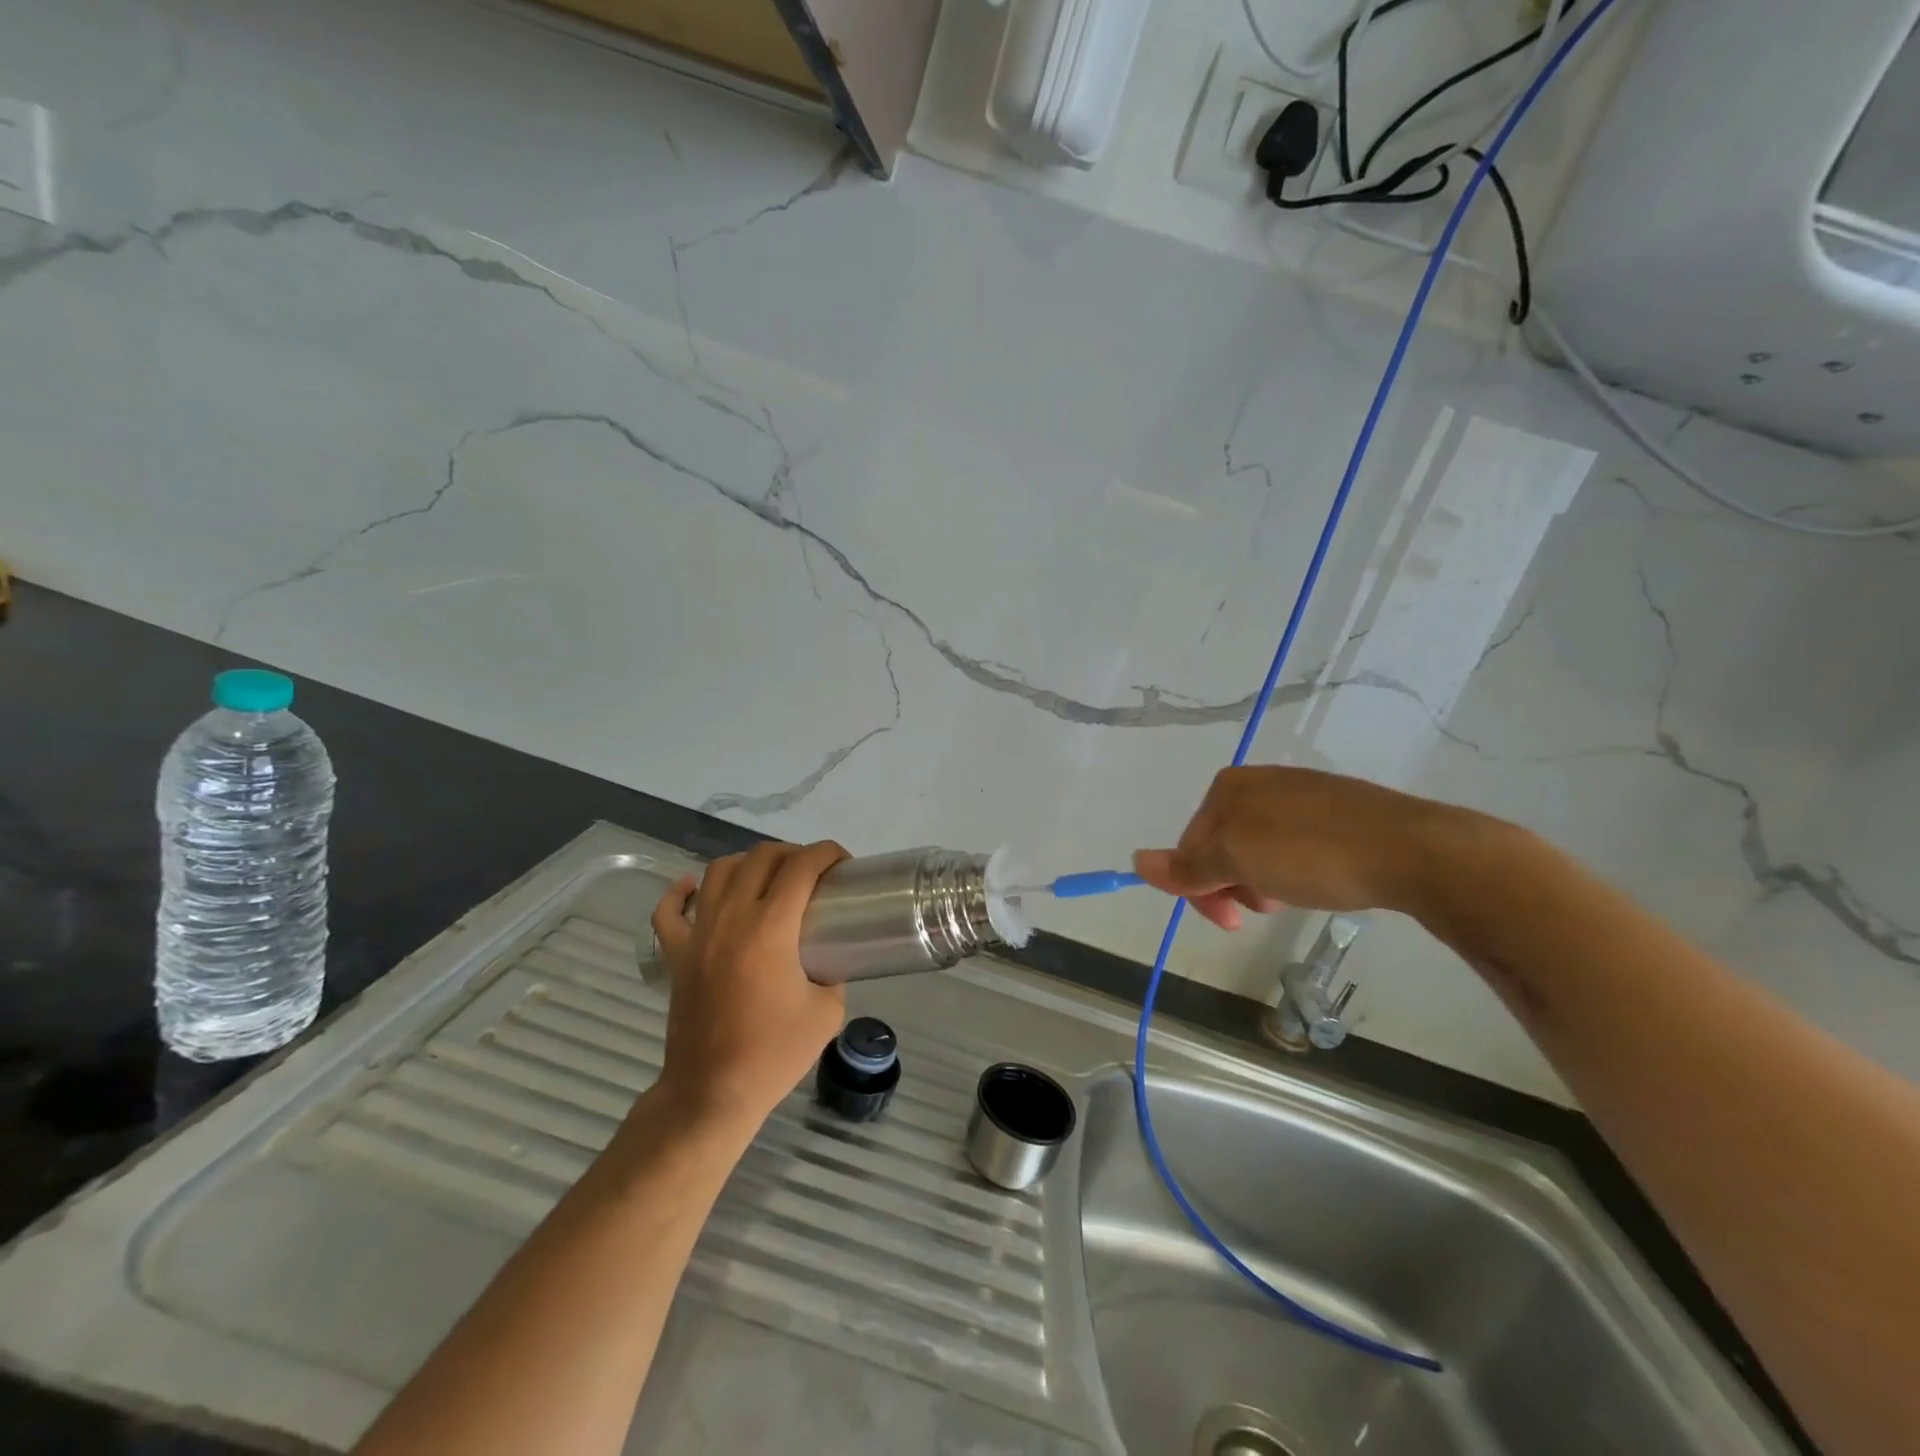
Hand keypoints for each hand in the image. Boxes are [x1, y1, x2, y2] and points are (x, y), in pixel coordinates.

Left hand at [648, 840, 849, 1133]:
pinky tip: (696, 888)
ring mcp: (697, 934)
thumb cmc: (773, 1054)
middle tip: (812, 874)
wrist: (712, 1094)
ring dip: (748, 863)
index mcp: (770, 928)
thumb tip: (827, 959)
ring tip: (767, 878)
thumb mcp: (827, 1012)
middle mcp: (731, 918)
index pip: (801, 866)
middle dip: (793, 853)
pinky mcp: (675, 955)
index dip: (827, 853)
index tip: (843, 863)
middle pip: (761, 857)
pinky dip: (682, 892)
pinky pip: (669, 910)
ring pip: (718, 871)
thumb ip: (833, 974)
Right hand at [1133, 767, 1464, 930]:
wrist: (1411, 849)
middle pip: (1222, 845)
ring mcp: (1301, 794)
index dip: (1200, 887)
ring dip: (1262, 882)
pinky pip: (1294, 845)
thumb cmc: (1310, 853)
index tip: (1230, 921)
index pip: (1190, 844)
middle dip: (1233, 884)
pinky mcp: (1338, 812)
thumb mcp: (1236, 861)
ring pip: (1258, 849)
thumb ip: (1187, 866)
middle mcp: (1260, 782)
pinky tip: (1318, 882)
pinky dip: (1294, 871)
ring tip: (1292, 898)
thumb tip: (1136, 862)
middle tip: (1262, 910)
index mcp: (1229, 786)